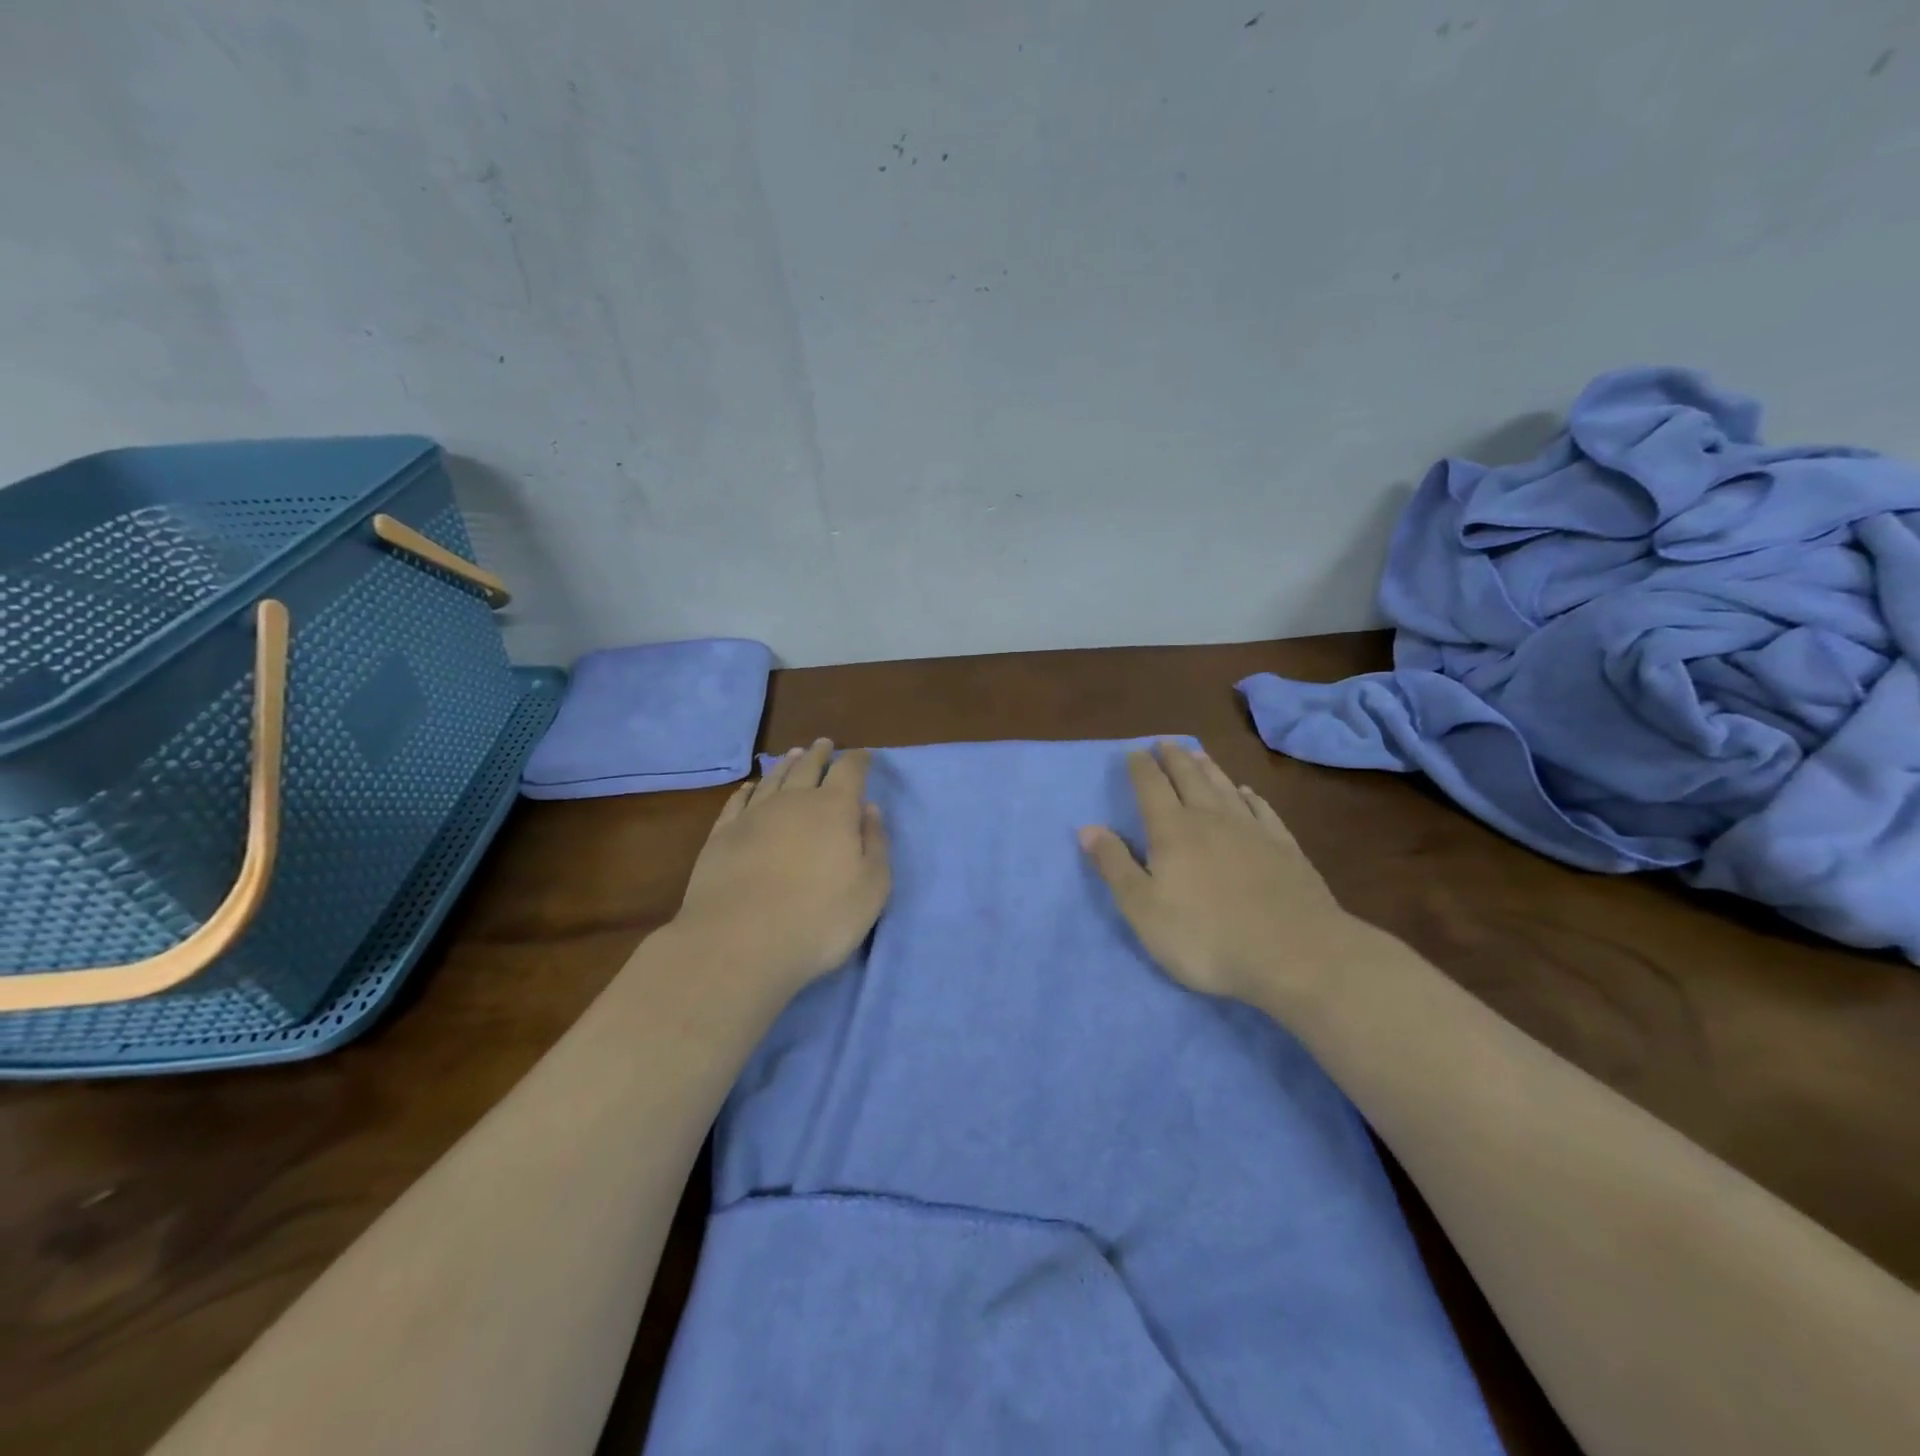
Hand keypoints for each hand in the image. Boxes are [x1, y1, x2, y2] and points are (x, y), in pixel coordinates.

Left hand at [671, 739, 890, 1003]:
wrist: (739, 943)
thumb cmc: (819, 919)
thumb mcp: (871, 888)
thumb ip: (875, 844)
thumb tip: (869, 810)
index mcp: (834, 809)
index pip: (850, 772)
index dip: (858, 761)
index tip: (864, 755)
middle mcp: (793, 802)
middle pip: (808, 768)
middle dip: (820, 755)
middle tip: (824, 743)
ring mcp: (753, 816)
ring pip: (773, 779)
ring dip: (786, 765)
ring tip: (794, 754)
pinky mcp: (721, 836)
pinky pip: (738, 801)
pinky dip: (748, 790)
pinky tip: (750, 787)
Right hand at [1079, 741, 1360, 1015]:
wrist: (1295, 954)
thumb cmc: (1206, 937)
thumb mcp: (1143, 909)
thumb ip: (1115, 866)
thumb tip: (1087, 828)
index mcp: (1172, 831)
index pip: (1151, 788)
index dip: (1141, 768)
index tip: (1133, 752)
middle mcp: (1211, 819)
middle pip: (1189, 778)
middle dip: (1174, 759)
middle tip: (1165, 742)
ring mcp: (1252, 830)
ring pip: (1224, 787)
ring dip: (1208, 768)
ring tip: (1198, 753)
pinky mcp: (1285, 847)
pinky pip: (1262, 809)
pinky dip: (1249, 796)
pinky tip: (1246, 792)